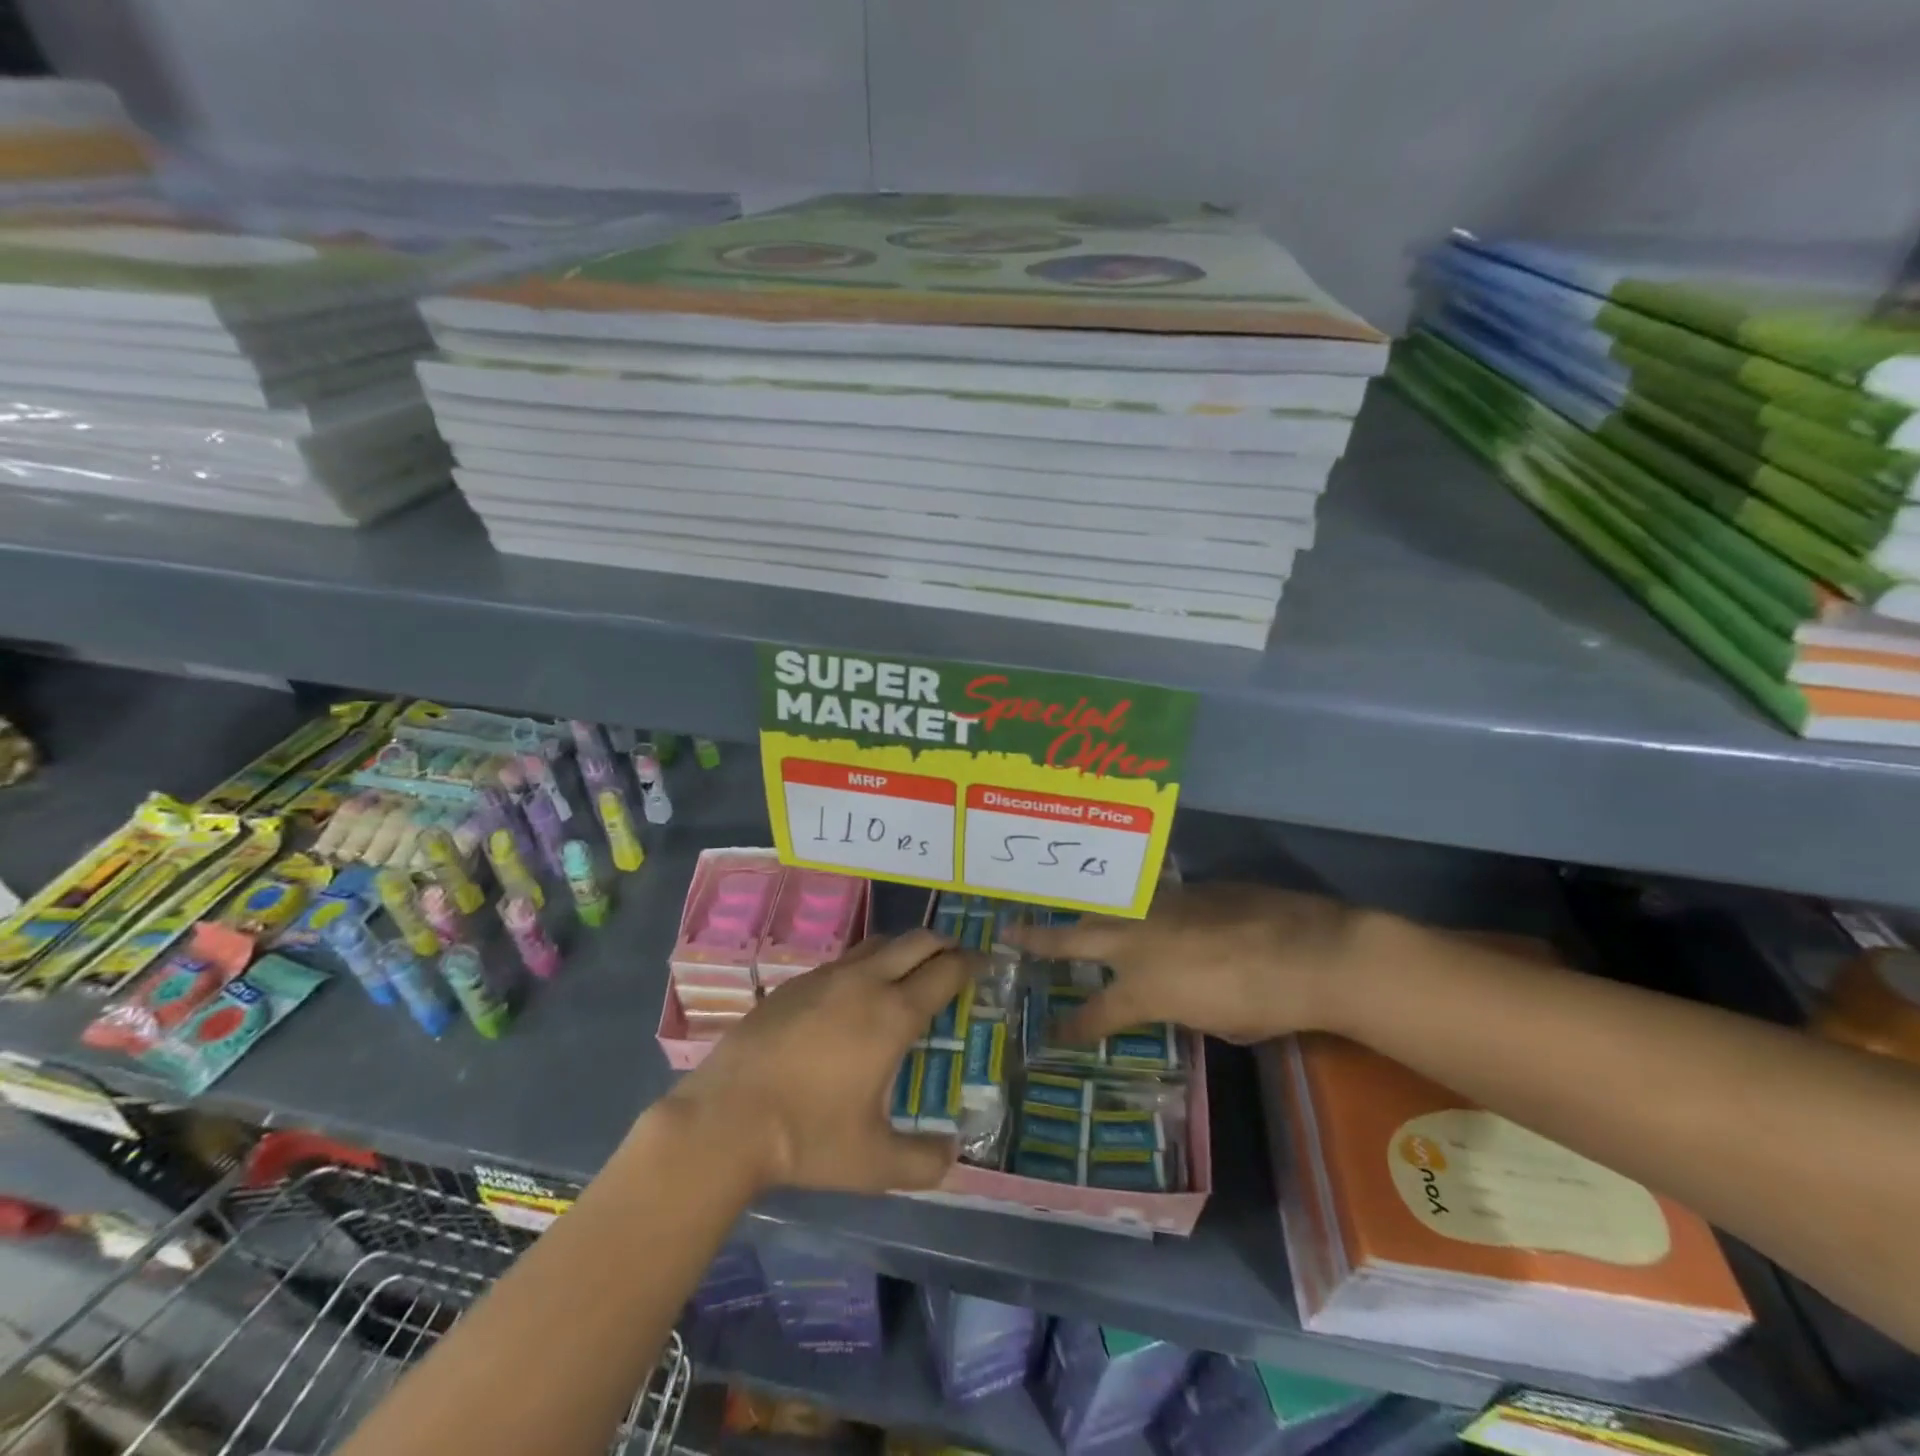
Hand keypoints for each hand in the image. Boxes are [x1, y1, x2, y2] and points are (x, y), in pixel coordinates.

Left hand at [663, 931, 973, 1194]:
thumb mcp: (874, 1163)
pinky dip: (867, 963)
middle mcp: (865, 983)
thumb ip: (923, 1161)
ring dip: (904, 948)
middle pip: (916, 942)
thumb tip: (952, 1153)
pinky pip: (845, 959)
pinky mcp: (795, 983)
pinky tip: (858, 993)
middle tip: (957, 960)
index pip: (945, 972)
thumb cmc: (807, 1138)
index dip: (971, 964)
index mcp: (893, 1015)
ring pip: (878, 943)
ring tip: (911, 970)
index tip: (985, 964)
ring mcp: (826, 977)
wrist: (724, 1120)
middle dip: (944, 945)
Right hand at [1006, 883, 1367, 1045]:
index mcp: (1142, 986)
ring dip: (1083, 916)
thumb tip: (1180, 1001)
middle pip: (1074, 939)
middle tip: (1009, 932)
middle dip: (1038, 939)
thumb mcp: (1215, 1025)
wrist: (1307, 950)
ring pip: (1106, 909)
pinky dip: (1132, 905)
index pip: (1094, 1012)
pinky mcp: (1185, 888)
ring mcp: (1157, 907)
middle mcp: (1137, 940)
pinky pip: (1145, 896)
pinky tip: (1134, 905)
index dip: (1072, 1026)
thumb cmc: (1262, 1003)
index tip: (1051, 1033)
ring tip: (1064, 915)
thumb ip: (1182, 1011)